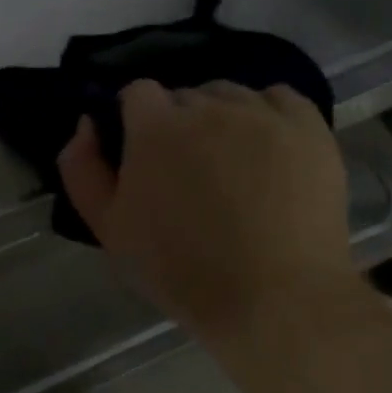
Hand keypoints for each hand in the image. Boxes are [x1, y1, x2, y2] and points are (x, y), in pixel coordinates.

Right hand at [57, 80, 361, 339]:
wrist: (274, 300)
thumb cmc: (180, 268)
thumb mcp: (107, 227)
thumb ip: (82, 168)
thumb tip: (87, 123)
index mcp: (155, 127)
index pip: (136, 92)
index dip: (134, 119)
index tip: (141, 154)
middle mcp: (208, 106)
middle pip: (183, 96)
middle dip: (176, 124)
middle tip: (185, 172)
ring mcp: (263, 114)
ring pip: (230, 96)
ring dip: (220, 119)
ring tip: (229, 164)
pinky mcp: (309, 129)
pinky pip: (280, 98)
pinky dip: (267, 114)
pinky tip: (266, 148)